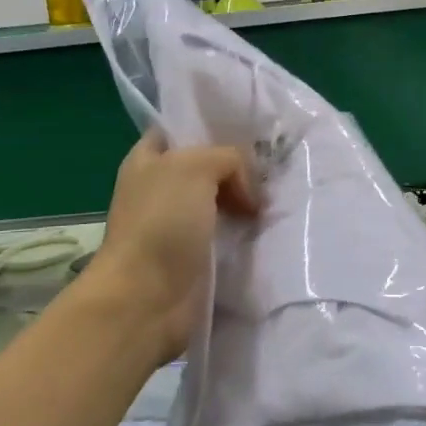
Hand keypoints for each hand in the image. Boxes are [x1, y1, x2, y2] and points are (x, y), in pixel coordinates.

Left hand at [83, 133, 259, 366]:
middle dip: (239, 168)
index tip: (250, 131)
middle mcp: (160, 189)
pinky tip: (271, 230)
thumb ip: (228, 159)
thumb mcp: (196, 167)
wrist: (146, 298)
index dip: (211, 126)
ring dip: (247, 204)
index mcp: (147, 160)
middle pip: (207, 167)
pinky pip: (228, 236)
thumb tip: (247, 194)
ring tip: (279, 201)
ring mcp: (177, 226)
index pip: (180, 129)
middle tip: (274, 169)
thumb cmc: (161, 223)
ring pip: (221, 202)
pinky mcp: (195, 258)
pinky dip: (247, 234)